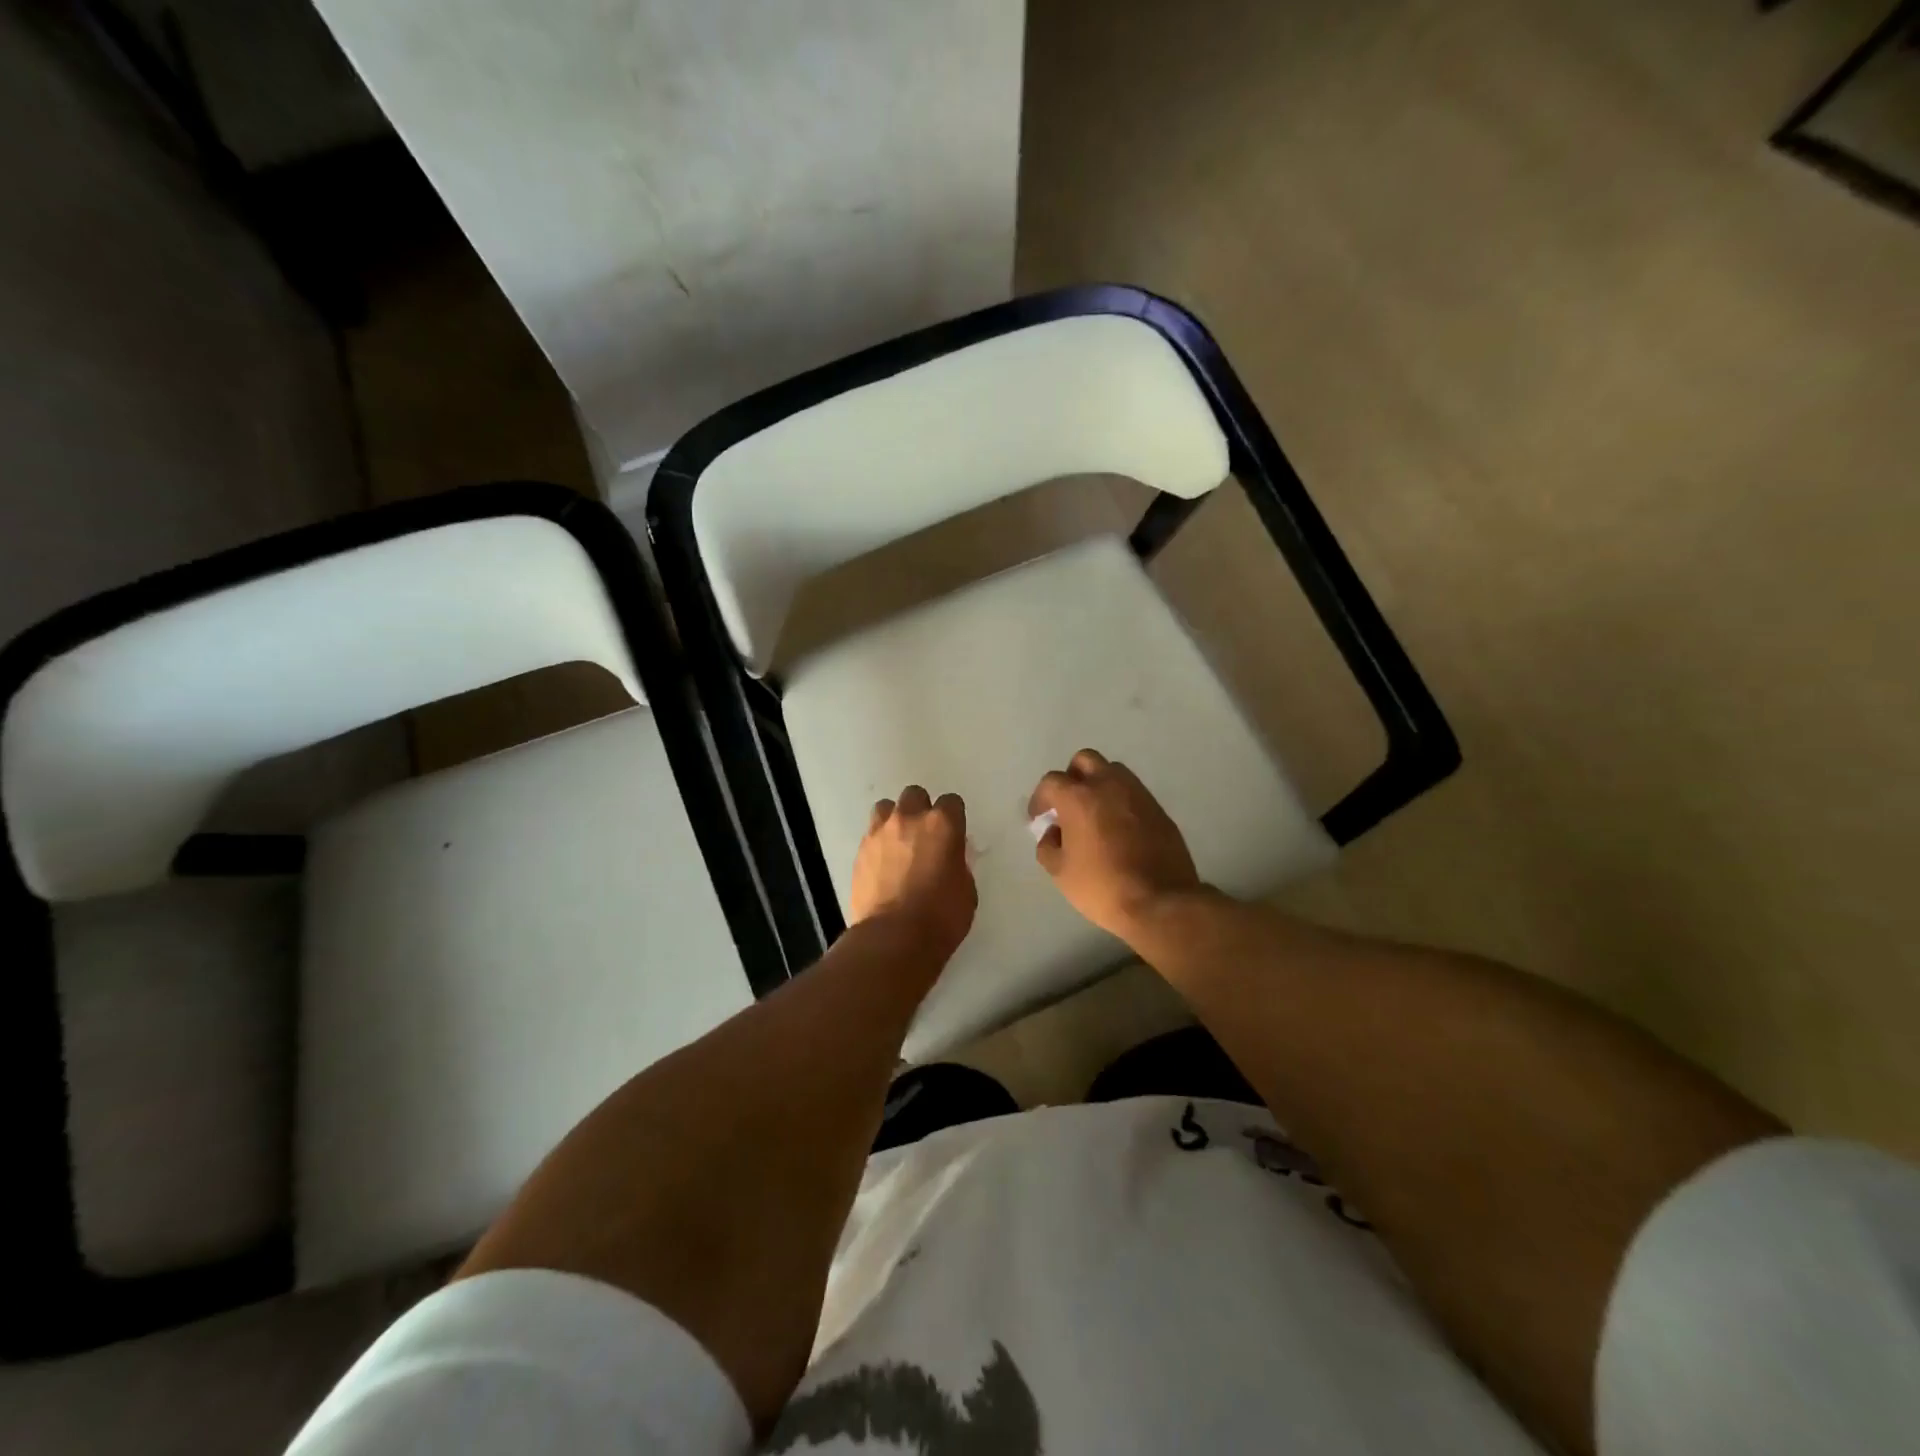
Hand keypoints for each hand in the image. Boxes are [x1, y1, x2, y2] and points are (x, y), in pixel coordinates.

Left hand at [849, 786, 976, 960]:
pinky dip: (878, 843)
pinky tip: (883, 864)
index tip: (953, 835)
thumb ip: (958, 863)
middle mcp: (909, 819)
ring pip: (886, 807)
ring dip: (894, 820)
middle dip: (921, 810)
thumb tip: (949, 857)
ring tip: (898, 844)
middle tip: (924, 835)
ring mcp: (880, 833)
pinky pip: (871, 834)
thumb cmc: (941, 917)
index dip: (953, 817)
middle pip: (915, 795)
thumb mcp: (966, 889)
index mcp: (942, 825)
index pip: (951, 802)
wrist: (893, 939)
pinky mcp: (859, 851)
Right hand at [1029, 749, 1200, 942]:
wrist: (1160, 901)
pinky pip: (1133, 793)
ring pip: (1113, 772)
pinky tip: (1118, 828)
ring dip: (1099, 784)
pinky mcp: (1159, 808)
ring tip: (1094, 814)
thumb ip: (1048, 846)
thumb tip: (1052, 833)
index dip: (1040, 798)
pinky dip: (1120, 801)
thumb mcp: (1061, 872)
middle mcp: (1109, 785)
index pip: (1051, 781)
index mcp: (1079, 797)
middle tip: (1067, 804)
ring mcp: (1138, 794)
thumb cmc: (1102, 886)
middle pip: (1084, 760)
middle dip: (1071, 777)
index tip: (1039, 818)